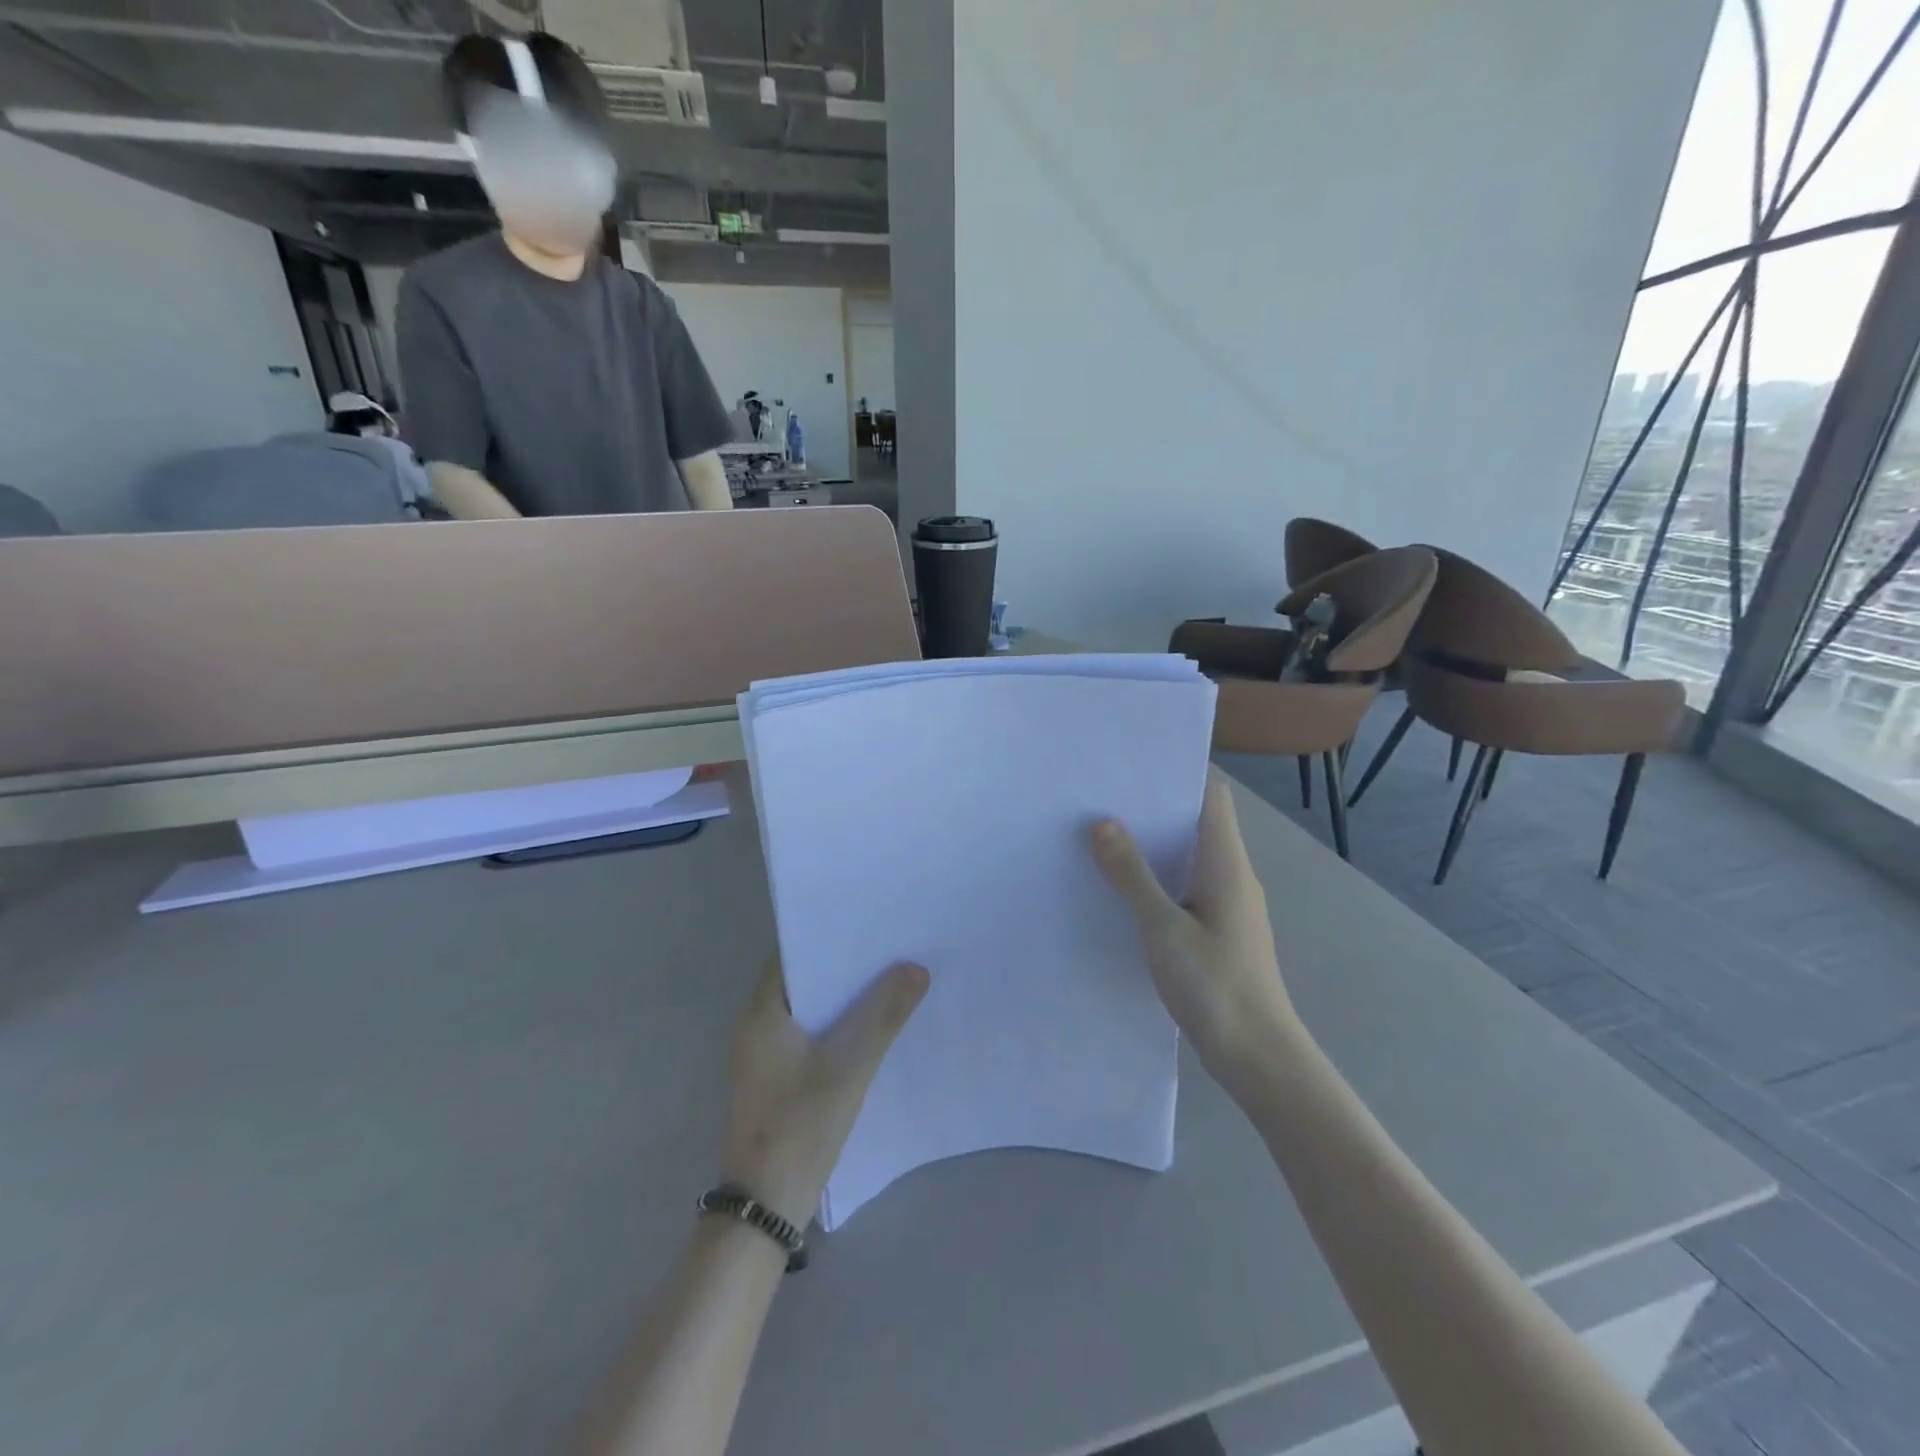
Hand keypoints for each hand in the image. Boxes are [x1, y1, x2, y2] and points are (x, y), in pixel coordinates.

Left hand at [719, 959, 929, 1228]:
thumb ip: (883, 1015)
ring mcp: (766, 1055)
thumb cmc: (801, 1126)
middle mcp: (758, 1026)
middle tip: (890, 948)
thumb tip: (916, 968)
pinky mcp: (777, 1079)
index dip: (829, 936)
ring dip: (844, 997)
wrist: (765, 1208)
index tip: (868, 924)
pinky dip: (838, 1025)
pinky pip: (811, 1035)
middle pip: (804, 981)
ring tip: (890, 979)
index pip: (794, 954)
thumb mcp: (849, 1066)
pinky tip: (872, 1026)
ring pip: (810, 1009)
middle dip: (844, 966)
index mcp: (763, 1013)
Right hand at [1090, 770, 1300, 1091]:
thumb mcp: (1164, 928)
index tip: (1130, 766)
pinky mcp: (1216, 932)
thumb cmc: (1216, 986)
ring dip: (1150, 847)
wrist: (1258, 1057)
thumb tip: (1102, 823)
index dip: (1176, 774)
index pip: (1210, 795)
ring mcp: (1226, 905)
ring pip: (1187, 858)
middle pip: (1195, 823)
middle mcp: (1231, 875)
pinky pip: (1183, 889)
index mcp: (1227, 863)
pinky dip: (1155, 880)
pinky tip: (1119, 891)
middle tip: (1099, 800)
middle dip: (1151, 809)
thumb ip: (1132, 875)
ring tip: (1099, 837)